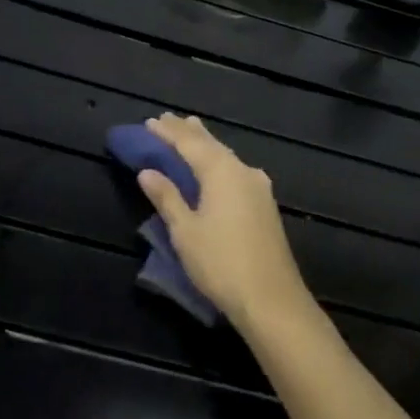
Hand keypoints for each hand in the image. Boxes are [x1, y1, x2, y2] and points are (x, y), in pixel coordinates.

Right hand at [137, 114, 311, 327]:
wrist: (271, 297)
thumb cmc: (221, 262)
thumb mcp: (185, 231)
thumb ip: (167, 197)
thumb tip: (148, 171)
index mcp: (222, 172)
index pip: (190, 143)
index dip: (169, 132)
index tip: (150, 121)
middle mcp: (244, 172)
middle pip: (212, 145)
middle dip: (189, 133)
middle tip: (169, 120)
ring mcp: (259, 188)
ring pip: (227, 158)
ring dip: (207, 146)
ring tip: (191, 133)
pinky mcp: (265, 206)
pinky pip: (236, 172)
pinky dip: (219, 163)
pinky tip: (216, 167)